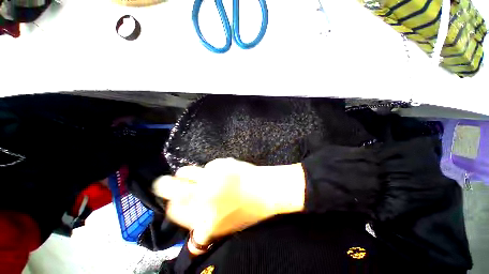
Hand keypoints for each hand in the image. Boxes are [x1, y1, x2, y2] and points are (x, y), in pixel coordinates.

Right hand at [153, 158, 304, 254]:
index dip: (173, 205)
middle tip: (163, 182)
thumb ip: (203, 226)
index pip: (174, 211)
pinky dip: (212, 168)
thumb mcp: (224, 226)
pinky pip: (209, 165)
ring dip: (187, 173)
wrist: (266, 190)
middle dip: (164, 185)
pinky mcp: (220, 164)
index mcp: (203, 219)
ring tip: (194, 174)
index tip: (174, 201)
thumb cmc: (249, 210)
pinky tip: (223, 171)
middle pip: (170, 188)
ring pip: (186, 172)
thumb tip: (188, 220)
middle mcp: (202, 197)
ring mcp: (211, 178)